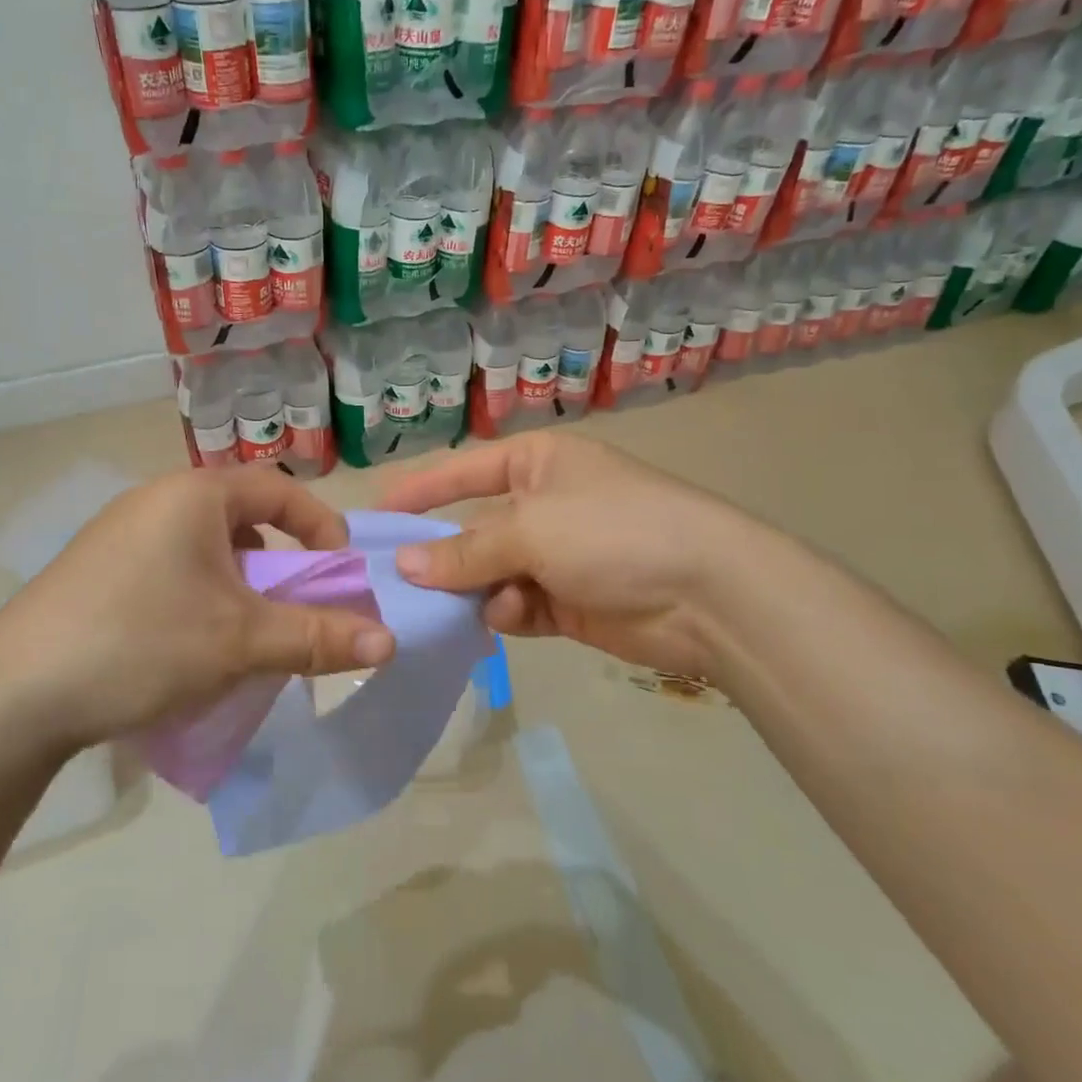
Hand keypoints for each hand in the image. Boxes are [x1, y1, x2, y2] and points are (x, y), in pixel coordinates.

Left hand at [0, 468, 394, 753]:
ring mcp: (118, 535)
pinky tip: (192, 646)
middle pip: (242, 520)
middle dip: (279, 564)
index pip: (279, 489)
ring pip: (205, 549)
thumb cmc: (141, 643)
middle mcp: (154, 501)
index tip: (341, 570)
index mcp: (193, 495)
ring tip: (246, 634)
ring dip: (239, 586)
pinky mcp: (95, 572)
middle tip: (295, 609)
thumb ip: (317, 637)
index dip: (320, 526)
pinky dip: (200, 597)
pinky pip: (170, 570)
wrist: (10, 697)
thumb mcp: (241, 640)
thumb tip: (390, 642)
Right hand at [380, 433, 771, 679]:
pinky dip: (506, 613)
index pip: (463, 471)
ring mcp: (557, 556)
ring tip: (462, 606)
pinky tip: (508, 617)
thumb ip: (465, 550)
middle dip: (441, 555)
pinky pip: (516, 605)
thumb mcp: (531, 530)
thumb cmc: (613, 531)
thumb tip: (404, 564)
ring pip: (490, 573)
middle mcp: (543, 504)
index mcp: (537, 463)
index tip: (373, 514)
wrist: (708, 593)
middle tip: (394, 583)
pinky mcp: (568, 602)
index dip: (419, 490)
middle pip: (473, 529)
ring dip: (475, 589)